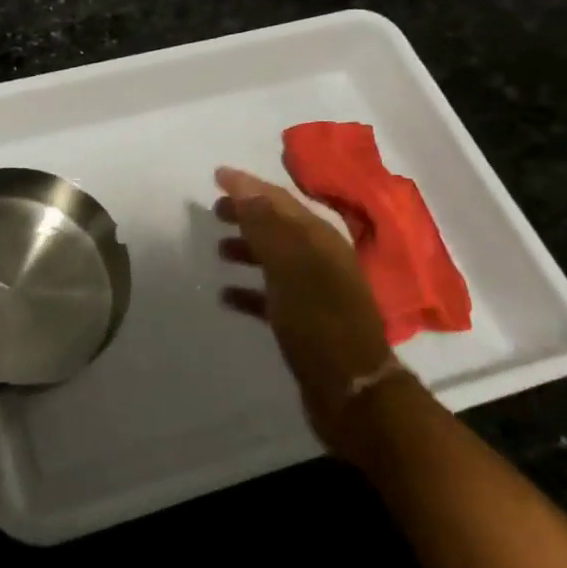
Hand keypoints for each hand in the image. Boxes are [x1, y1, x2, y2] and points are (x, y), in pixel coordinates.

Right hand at [215, 166, 394, 445]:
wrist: (352, 391)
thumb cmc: (318, 320)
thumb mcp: (289, 265)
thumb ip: (265, 224)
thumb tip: (243, 187)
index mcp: (321, 239)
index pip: (280, 200)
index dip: (249, 186)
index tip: (217, 175)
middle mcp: (321, 259)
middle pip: (278, 226)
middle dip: (247, 215)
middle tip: (214, 211)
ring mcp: (316, 292)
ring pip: (275, 259)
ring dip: (247, 250)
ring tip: (218, 250)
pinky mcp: (306, 323)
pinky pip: (272, 296)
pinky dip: (249, 290)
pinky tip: (226, 295)